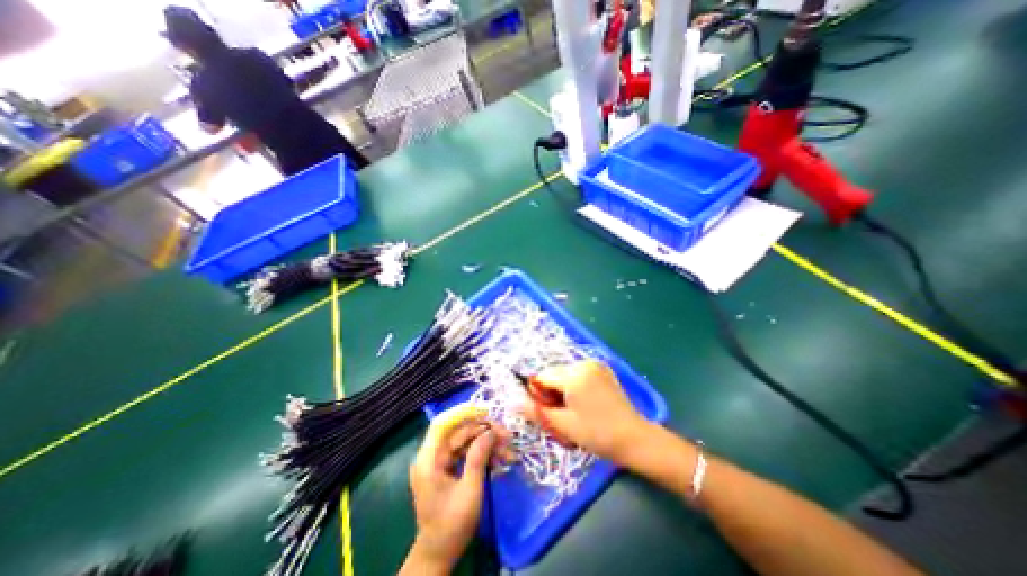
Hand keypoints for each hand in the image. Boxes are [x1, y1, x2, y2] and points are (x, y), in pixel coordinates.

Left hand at [408, 402, 506, 574]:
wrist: (439, 555)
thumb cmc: (452, 526)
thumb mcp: (470, 491)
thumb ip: (478, 458)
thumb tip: (490, 432)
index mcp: (429, 459)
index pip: (442, 424)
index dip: (463, 412)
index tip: (486, 411)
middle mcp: (432, 456)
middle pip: (459, 432)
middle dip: (484, 431)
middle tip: (506, 435)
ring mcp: (440, 462)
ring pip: (466, 441)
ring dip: (487, 443)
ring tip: (508, 450)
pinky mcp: (447, 468)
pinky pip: (466, 453)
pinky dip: (482, 454)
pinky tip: (500, 459)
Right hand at [530, 361, 648, 467]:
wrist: (635, 439)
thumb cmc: (597, 434)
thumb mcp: (563, 425)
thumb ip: (537, 411)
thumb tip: (513, 402)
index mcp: (574, 375)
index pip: (543, 377)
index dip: (538, 394)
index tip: (546, 412)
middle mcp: (584, 364)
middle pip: (554, 374)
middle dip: (551, 392)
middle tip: (561, 415)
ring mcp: (595, 365)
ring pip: (565, 374)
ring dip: (562, 389)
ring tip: (573, 410)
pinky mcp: (603, 370)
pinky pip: (579, 374)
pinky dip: (574, 385)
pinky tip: (584, 403)